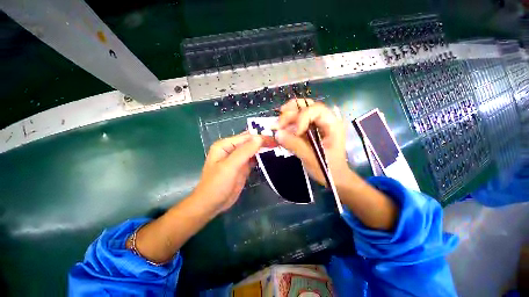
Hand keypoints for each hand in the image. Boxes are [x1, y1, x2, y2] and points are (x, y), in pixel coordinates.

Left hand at [192, 132, 271, 213]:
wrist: (212, 204)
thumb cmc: (217, 184)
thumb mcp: (230, 166)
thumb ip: (244, 151)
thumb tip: (259, 138)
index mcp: (226, 145)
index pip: (247, 137)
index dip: (261, 137)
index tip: (275, 139)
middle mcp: (232, 149)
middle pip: (250, 142)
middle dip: (263, 142)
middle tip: (278, 143)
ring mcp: (238, 159)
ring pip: (253, 150)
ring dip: (263, 149)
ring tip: (277, 147)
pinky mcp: (242, 167)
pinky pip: (253, 159)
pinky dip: (261, 158)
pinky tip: (270, 156)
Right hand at [274, 99, 351, 186]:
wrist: (335, 177)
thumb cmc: (329, 169)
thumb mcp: (312, 158)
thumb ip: (295, 145)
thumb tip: (277, 133)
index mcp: (332, 124)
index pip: (315, 110)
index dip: (302, 118)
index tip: (294, 133)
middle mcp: (325, 120)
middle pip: (306, 107)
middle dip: (290, 114)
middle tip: (277, 125)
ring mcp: (317, 124)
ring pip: (300, 111)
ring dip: (287, 117)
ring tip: (277, 126)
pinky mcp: (310, 130)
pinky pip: (297, 121)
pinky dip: (288, 124)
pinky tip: (281, 129)